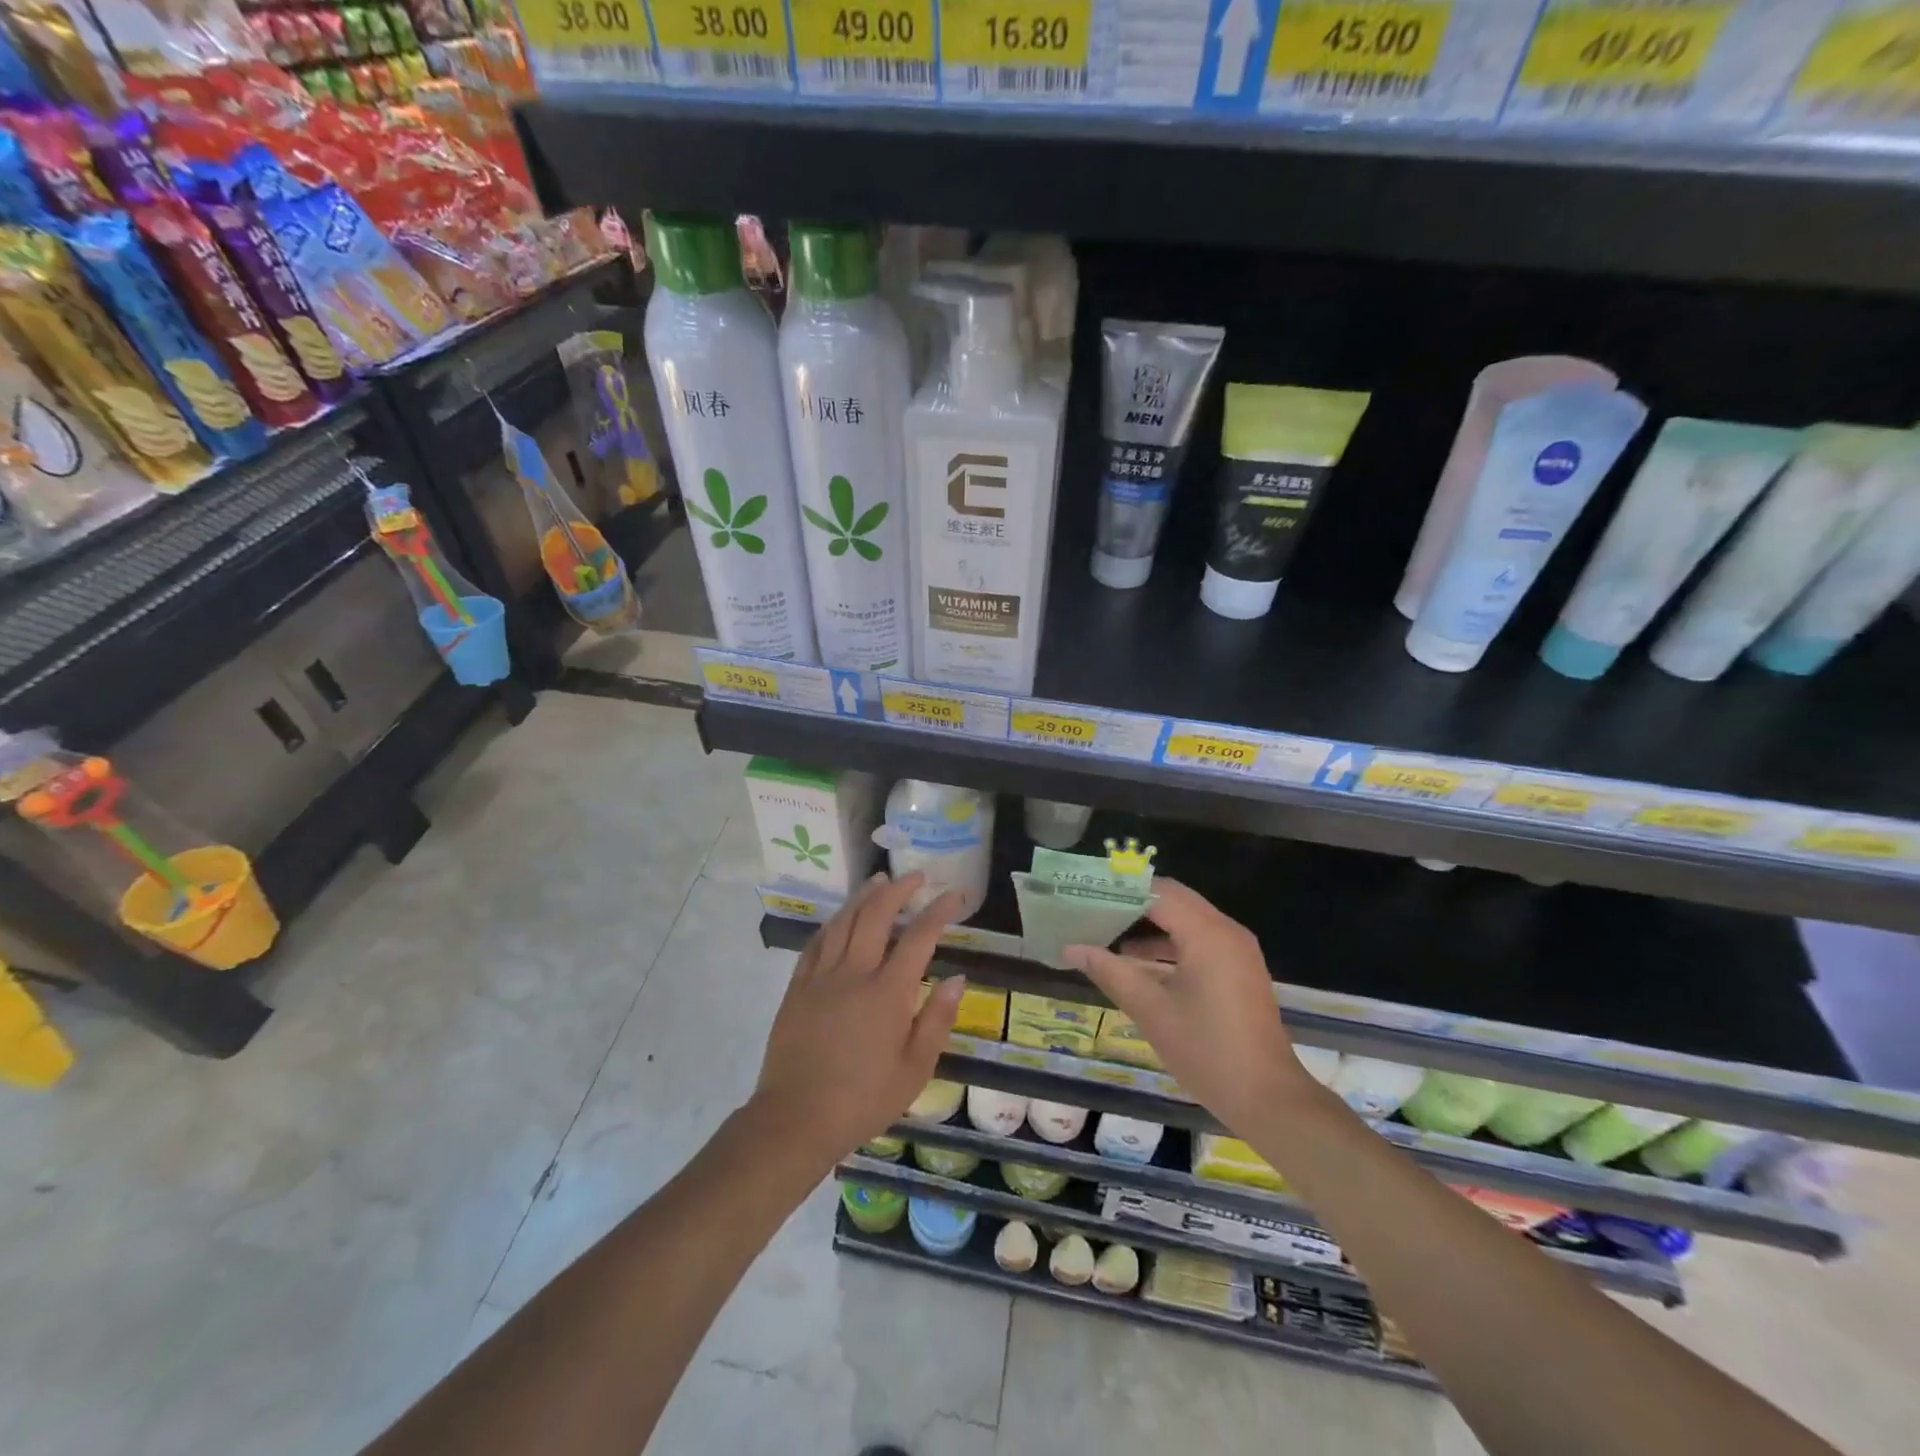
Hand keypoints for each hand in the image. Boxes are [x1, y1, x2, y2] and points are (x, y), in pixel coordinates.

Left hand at [752, 872, 966, 1165]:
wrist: (796, 1119)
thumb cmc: (863, 1100)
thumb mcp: (914, 1070)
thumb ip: (937, 1019)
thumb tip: (956, 978)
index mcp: (888, 993)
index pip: (919, 937)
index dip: (939, 911)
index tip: (954, 894)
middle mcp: (854, 973)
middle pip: (876, 915)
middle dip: (898, 889)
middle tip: (915, 877)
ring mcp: (821, 977)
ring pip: (844, 921)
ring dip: (864, 896)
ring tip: (879, 881)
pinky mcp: (797, 988)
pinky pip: (817, 942)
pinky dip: (834, 922)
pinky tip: (841, 916)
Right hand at [1064, 878, 1308, 1134]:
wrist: (1267, 1098)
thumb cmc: (1205, 1050)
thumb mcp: (1150, 1010)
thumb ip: (1109, 971)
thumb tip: (1071, 949)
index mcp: (1206, 933)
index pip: (1157, 892)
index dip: (1121, 890)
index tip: (1086, 894)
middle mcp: (1226, 930)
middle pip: (1174, 899)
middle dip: (1133, 903)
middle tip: (1093, 909)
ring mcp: (1237, 950)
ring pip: (1187, 919)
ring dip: (1151, 923)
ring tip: (1107, 934)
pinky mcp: (1240, 969)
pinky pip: (1200, 939)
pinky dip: (1171, 942)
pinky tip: (1139, 963)